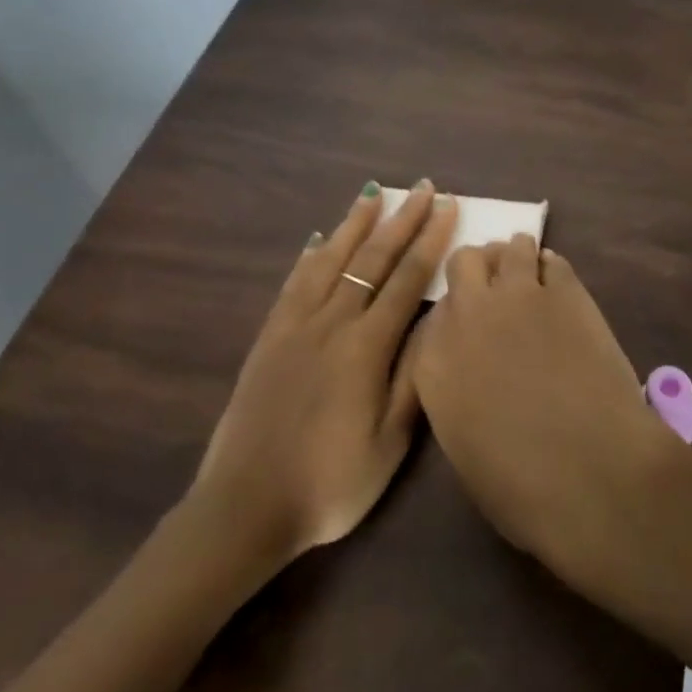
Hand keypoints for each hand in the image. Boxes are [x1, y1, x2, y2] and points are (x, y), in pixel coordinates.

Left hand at [188, 181, 456, 566]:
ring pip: (331, 259)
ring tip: (373, 193)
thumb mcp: (388, 443)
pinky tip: (319, 239)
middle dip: (401, 219)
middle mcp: (332, 322)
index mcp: (366, 347)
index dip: (430, 240)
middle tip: (422, 186)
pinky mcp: (269, 336)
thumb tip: (439, 321)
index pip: (407, 279)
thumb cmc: (328, 483)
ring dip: (355, 223)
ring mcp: (296, 325)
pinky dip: (311, 255)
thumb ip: (414, 378)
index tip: (446, 207)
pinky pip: (294, 282)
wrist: (245, 505)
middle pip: (372, 258)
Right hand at [413, 236, 673, 579]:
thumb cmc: (522, 486)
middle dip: (479, 272)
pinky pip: (552, 260)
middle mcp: (468, 314)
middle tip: (498, 294)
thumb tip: (475, 374)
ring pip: (510, 247)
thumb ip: (457, 395)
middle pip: (464, 262)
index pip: (435, 312)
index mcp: (433, 361)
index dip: (456, 316)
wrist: (591, 473)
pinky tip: (560, 290)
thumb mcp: (463, 448)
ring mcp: (517, 295)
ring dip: (517, 260)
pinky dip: (552, 270)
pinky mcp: (565, 290)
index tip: (471, 328)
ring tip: (531, 281)